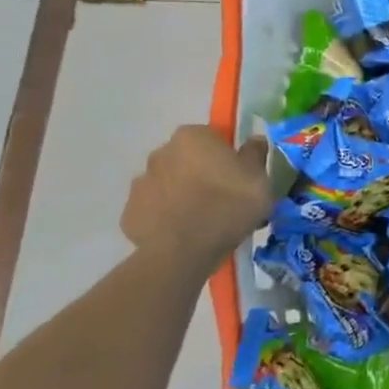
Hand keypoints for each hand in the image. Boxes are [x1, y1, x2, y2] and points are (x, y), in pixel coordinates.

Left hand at [121, 126, 272, 261]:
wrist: (184, 252)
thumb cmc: (228, 204)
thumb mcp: (259, 178)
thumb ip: (255, 154)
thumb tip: (253, 140)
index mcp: (193, 137)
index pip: (212, 136)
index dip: (226, 155)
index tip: (238, 175)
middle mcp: (161, 153)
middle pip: (186, 159)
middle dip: (200, 172)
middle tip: (222, 198)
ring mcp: (140, 184)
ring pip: (168, 184)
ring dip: (181, 194)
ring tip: (202, 220)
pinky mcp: (129, 214)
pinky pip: (154, 210)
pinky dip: (166, 217)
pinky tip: (183, 233)